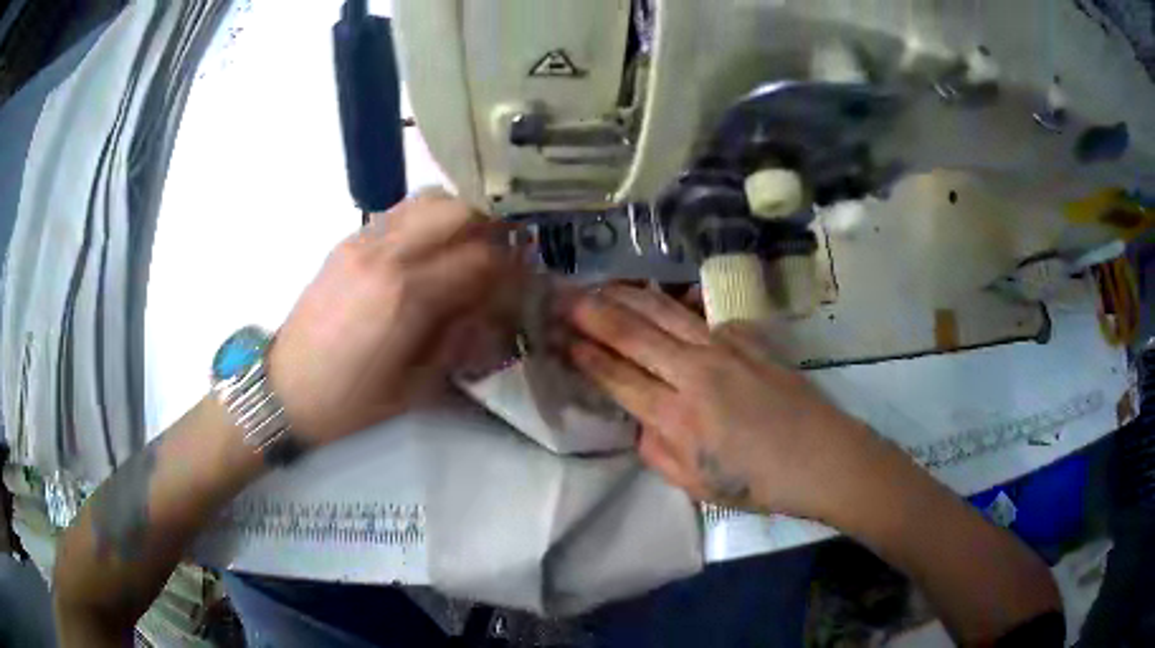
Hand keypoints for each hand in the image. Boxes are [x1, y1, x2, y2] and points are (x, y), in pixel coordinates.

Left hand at [269, 190, 523, 445]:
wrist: (283, 390)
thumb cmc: (350, 402)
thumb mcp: (415, 387)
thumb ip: (459, 339)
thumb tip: (490, 306)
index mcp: (406, 296)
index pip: (481, 258)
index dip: (512, 265)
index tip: (527, 277)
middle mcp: (387, 254)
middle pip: (458, 209)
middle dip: (494, 224)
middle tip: (508, 249)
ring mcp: (363, 241)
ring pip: (428, 199)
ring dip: (461, 213)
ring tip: (474, 241)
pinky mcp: (347, 241)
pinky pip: (399, 212)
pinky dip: (428, 218)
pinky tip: (433, 246)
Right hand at [563, 285, 881, 517]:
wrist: (822, 457)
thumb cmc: (759, 482)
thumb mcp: (696, 484)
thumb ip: (657, 450)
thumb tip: (639, 420)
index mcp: (678, 417)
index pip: (617, 376)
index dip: (583, 354)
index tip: (557, 335)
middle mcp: (696, 372)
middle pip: (633, 333)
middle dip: (591, 311)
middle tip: (560, 293)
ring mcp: (725, 347)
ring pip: (664, 312)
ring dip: (626, 296)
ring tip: (598, 284)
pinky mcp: (748, 337)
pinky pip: (701, 315)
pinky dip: (674, 303)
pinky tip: (659, 297)